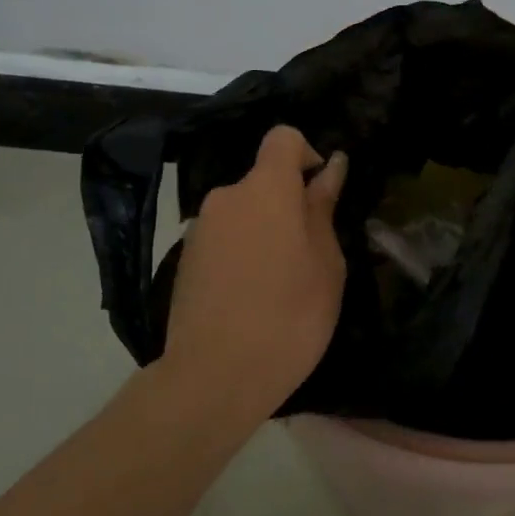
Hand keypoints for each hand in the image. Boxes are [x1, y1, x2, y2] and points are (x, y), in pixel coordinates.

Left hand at [160, 125, 348, 424]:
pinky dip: (241, 254)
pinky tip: (250, 299)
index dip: (307, 154)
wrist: (213, 377)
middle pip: (263, 181)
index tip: (320, 192)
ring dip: (264, 231)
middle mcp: (226, 196)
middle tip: (309, 255)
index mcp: (266, 188)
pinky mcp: (185, 260)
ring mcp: (200, 229)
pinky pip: (223, 239)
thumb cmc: (289, 316)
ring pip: (243, 213)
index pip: (284, 138)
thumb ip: (323, 209)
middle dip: (288, 205)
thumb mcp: (325, 263)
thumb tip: (329, 167)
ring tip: (279, 285)